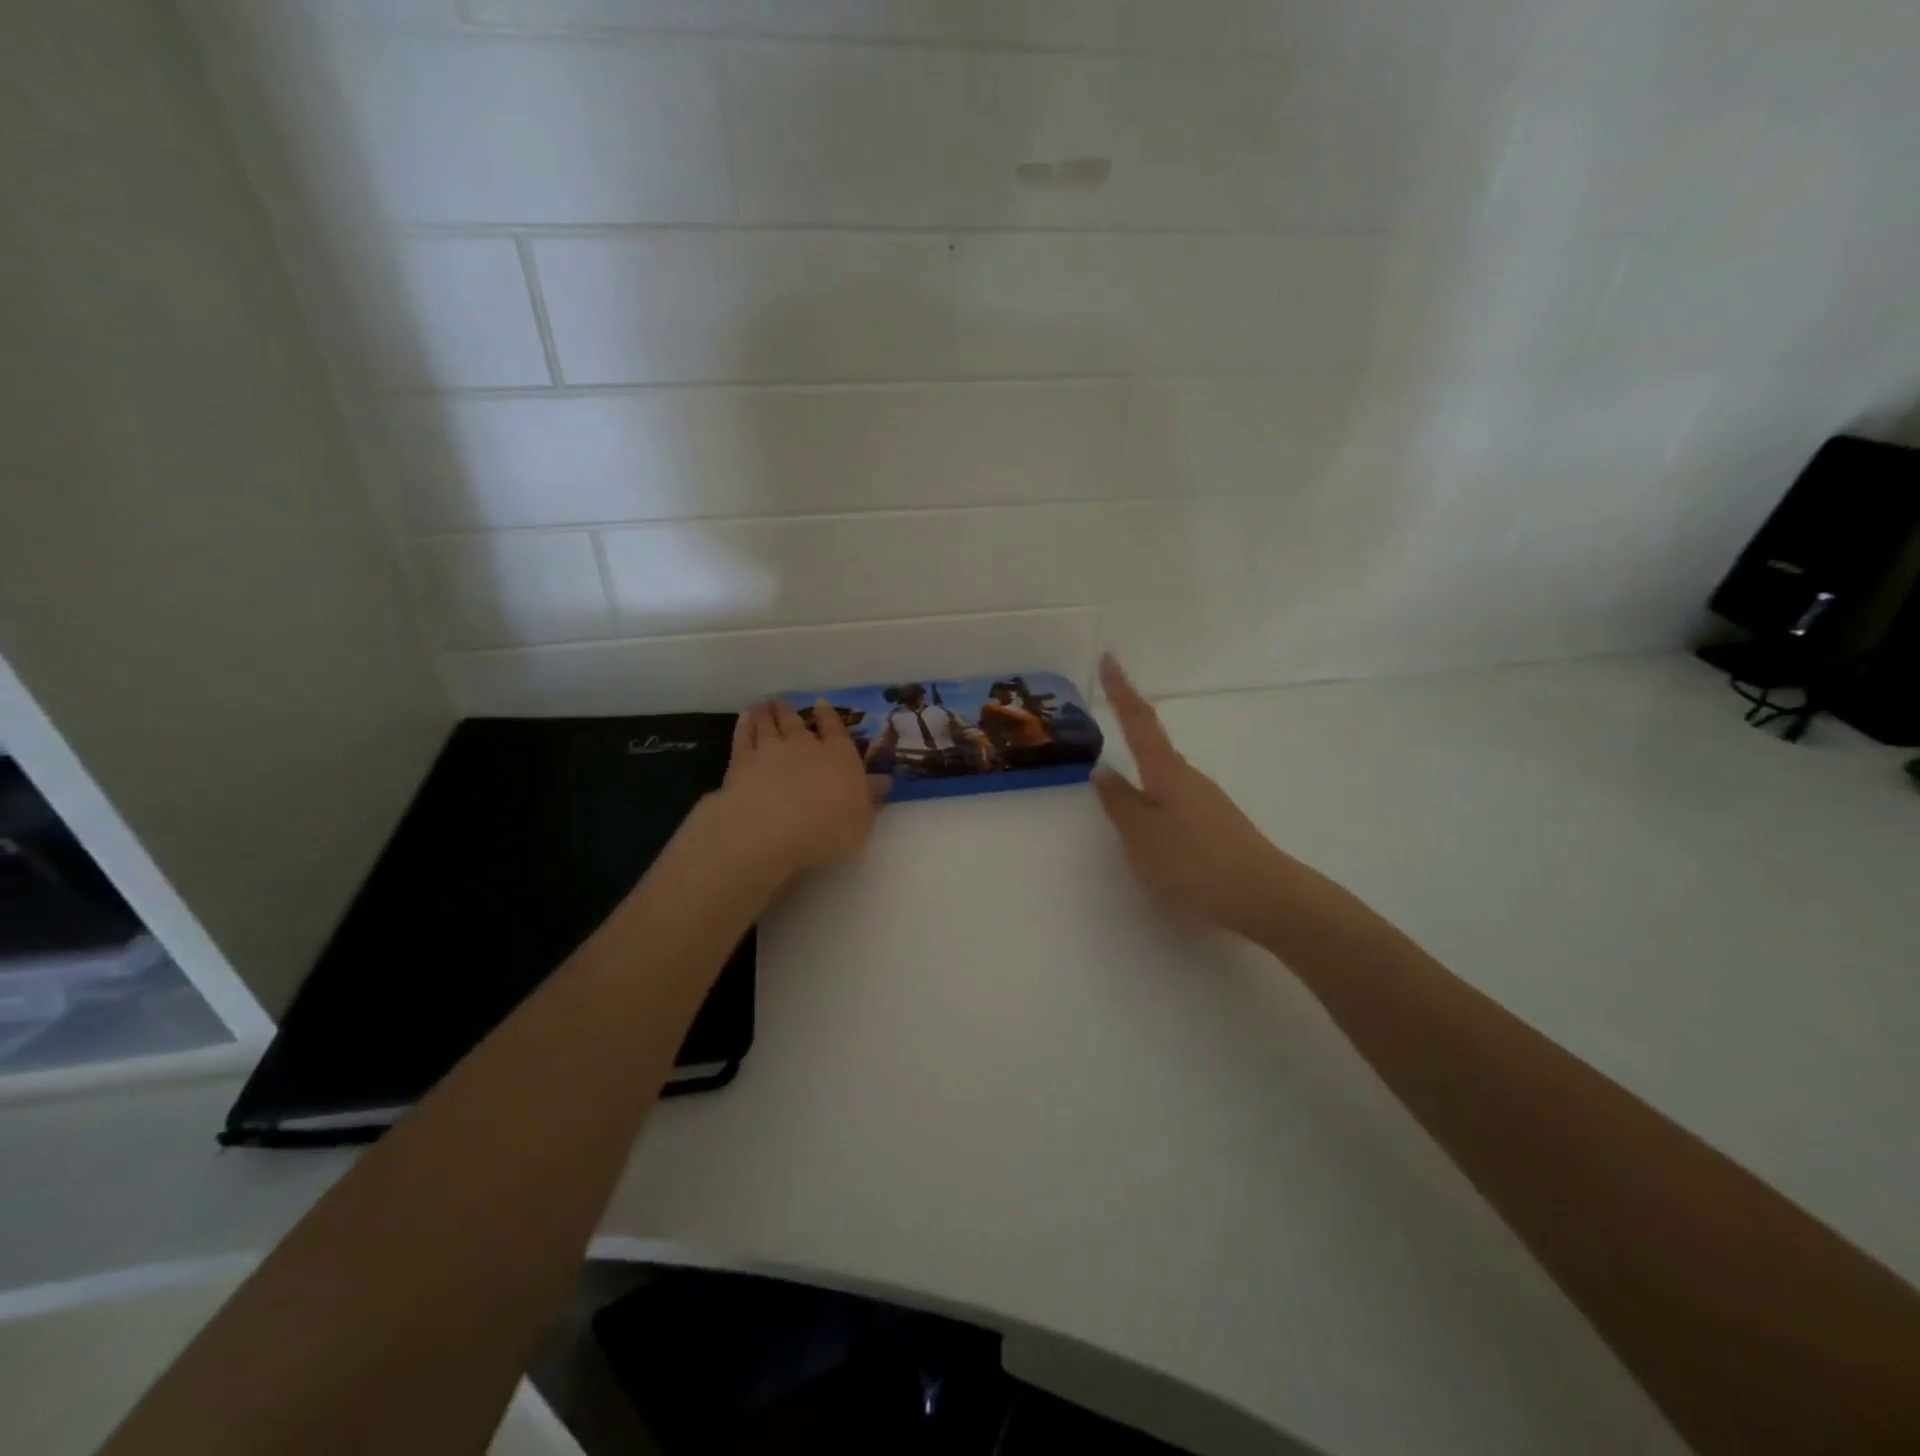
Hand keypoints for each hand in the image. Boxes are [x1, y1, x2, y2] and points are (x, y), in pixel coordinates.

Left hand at [710, 698, 889, 882]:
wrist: (771, 829)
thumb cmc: (827, 828)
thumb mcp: (861, 819)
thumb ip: (871, 797)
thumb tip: (884, 780)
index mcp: (839, 757)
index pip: (835, 730)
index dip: (828, 716)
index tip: (821, 703)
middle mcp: (805, 746)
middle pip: (796, 723)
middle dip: (790, 712)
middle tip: (783, 703)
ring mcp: (771, 750)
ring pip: (768, 724)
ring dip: (766, 713)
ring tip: (762, 705)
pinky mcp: (742, 761)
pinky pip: (743, 736)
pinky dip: (744, 725)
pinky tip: (744, 719)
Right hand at [1092, 654, 1296, 940]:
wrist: (1263, 895)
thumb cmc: (1194, 862)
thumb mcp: (1142, 836)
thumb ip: (1119, 803)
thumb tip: (1102, 771)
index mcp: (1166, 772)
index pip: (1138, 721)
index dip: (1121, 690)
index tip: (1109, 658)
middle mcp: (1189, 778)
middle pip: (1154, 748)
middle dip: (1130, 732)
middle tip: (1109, 720)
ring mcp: (1207, 801)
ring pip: (1165, 779)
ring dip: (1143, 777)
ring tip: (1121, 795)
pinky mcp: (1216, 825)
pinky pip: (1176, 802)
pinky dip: (1156, 802)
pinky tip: (1153, 830)